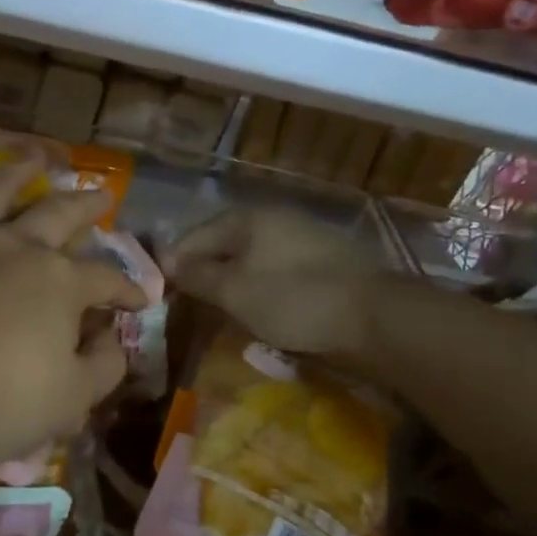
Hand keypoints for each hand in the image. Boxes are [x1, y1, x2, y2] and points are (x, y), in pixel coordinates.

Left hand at [0, 143, 147, 470]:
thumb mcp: (69, 403)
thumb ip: (102, 369)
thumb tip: (115, 340)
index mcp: (58, 284)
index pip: (104, 280)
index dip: (126, 289)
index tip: (139, 300)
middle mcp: (14, 246)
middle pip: (58, 215)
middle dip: (84, 206)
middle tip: (100, 193)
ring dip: (17, 172)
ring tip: (34, 158)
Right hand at [162, 208, 390, 360]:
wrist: (376, 317)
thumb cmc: (294, 299)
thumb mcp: (235, 291)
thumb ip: (197, 275)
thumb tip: (167, 262)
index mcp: (247, 218)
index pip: (195, 236)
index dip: (174, 262)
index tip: (160, 291)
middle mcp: (274, 217)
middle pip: (224, 243)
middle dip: (203, 270)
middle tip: (188, 302)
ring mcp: (303, 236)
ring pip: (252, 257)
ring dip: (233, 279)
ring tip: (221, 308)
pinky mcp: (325, 260)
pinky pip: (277, 268)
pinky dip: (261, 285)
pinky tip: (260, 307)